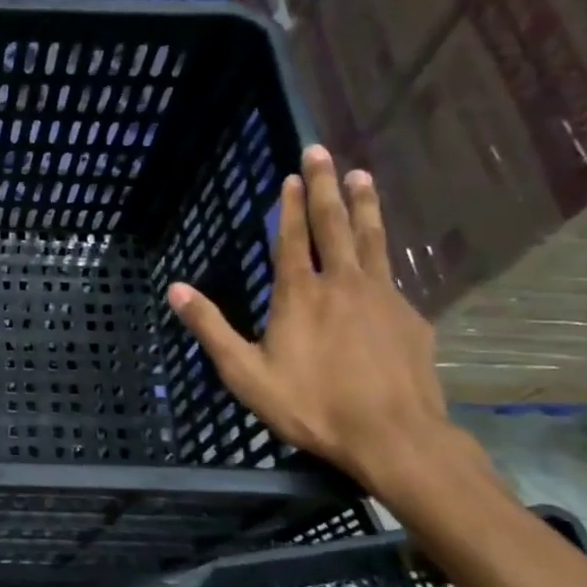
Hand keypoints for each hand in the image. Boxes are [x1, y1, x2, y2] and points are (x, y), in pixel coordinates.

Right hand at [167, 145, 466, 494]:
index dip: (292, 205)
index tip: (293, 174)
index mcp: (299, 294)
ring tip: (362, 176)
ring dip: (364, 204)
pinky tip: (382, 254)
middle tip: (323, 151)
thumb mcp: (244, 373)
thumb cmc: (310, 404)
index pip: (293, 238)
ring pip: (371, 239)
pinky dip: (382, 253)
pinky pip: (391, 275)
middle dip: (326, 185)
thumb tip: (176, 289)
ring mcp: (382, 297)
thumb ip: (210, 328)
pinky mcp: (410, 317)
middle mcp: (342, 283)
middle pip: (334, 224)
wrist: (392, 435)